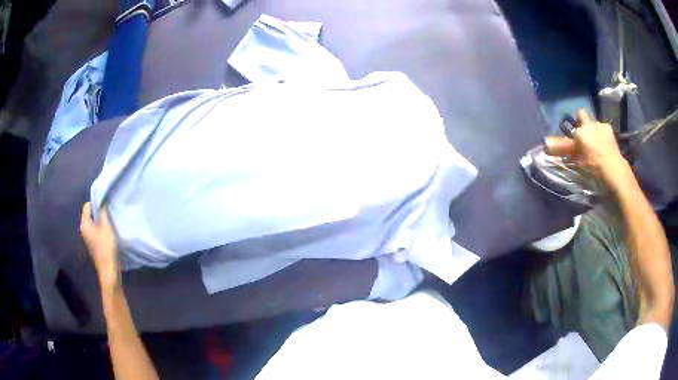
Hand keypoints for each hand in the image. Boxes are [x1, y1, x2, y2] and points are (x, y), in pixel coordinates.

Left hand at [80, 202, 120, 290]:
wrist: (108, 271)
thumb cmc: (106, 247)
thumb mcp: (106, 227)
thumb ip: (103, 212)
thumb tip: (102, 200)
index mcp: (85, 224)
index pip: (87, 206)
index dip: (96, 202)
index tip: (105, 204)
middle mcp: (84, 229)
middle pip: (89, 214)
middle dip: (98, 211)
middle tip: (109, 212)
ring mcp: (88, 238)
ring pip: (93, 222)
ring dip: (100, 220)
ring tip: (110, 221)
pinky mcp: (93, 244)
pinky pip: (95, 230)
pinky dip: (101, 228)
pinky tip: (109, 232)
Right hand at [545, 109, 633, 192]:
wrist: (614, 171)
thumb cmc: (594, 168)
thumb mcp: (579, 163)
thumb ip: (567, 152)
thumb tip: (547, 145)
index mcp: (580, 133)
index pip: (571, 128)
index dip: (571, 134)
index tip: (573, 142)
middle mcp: (589, 125)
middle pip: (581, 115)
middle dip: (581, 122)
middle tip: (583, 136)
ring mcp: (601, 126)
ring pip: (593, 123)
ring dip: (593, 130)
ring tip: (596, 145)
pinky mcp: (610, 130)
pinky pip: (603, 128)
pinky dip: (602, 134)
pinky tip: (605, 146)